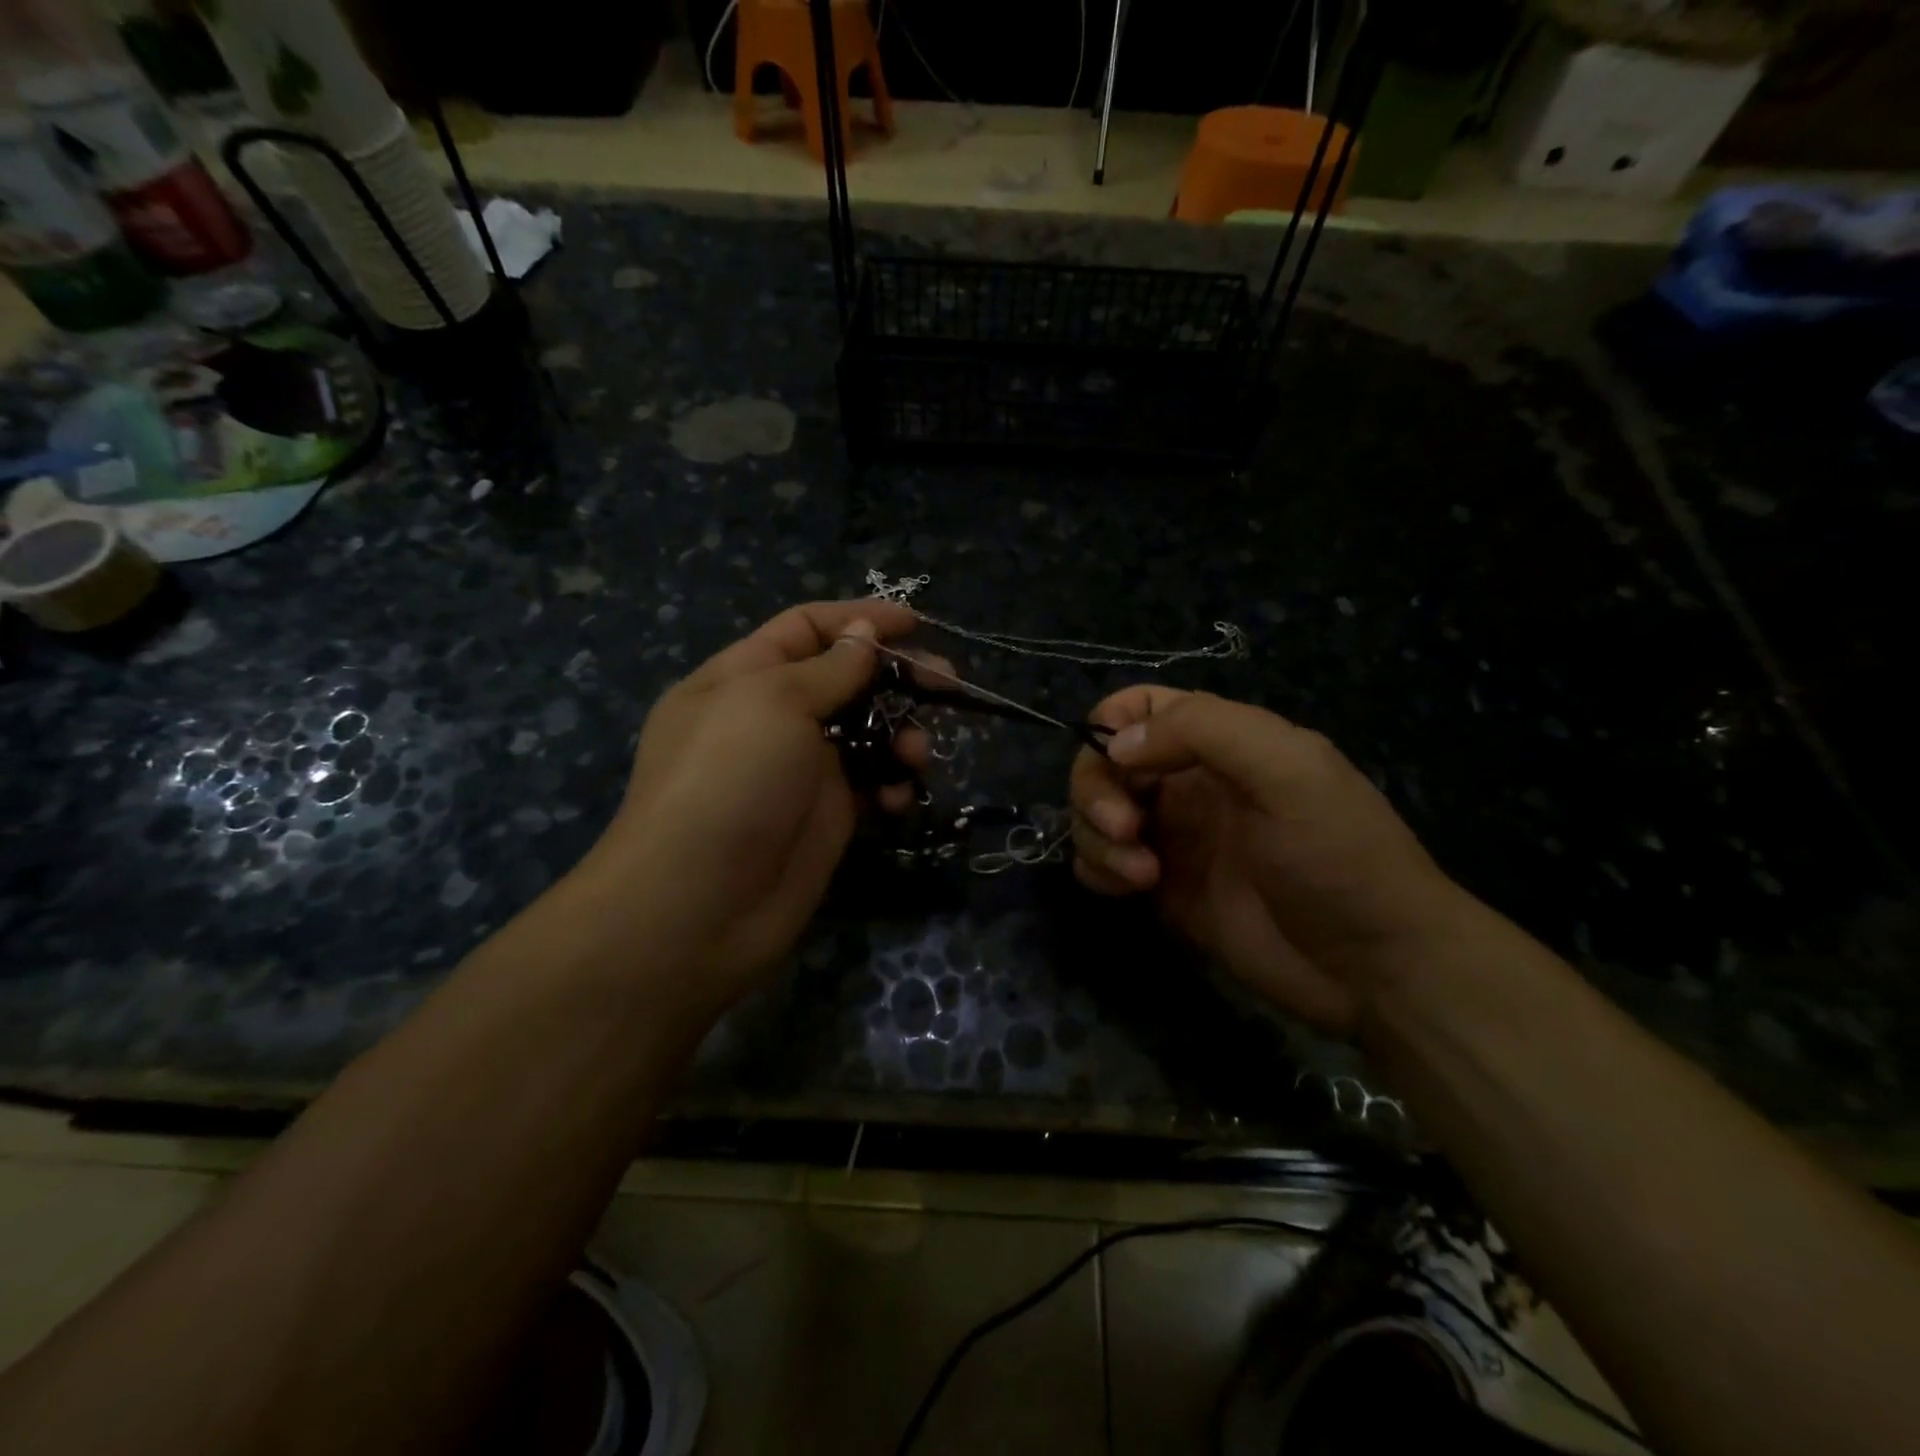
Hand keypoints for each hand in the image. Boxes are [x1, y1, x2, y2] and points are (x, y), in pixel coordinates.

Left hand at [581, 599, 926, 1014]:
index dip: (857, 620)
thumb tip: (862, 633)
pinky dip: (891, 785)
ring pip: (867, 734)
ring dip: (902, 735)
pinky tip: (898, 799)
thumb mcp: (773, 702)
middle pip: (846, 680)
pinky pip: (872, 785)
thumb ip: (829, 668)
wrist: (702, 904)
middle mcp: (772, 719)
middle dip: (896, 677)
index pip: (805, 628)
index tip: (915, 623)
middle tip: (946, 684)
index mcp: (743, 678)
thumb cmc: (729, 780)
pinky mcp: (827, 816)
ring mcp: (802, 770)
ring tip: (917, 755)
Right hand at [1070, 688, 1465, 1034]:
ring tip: (1143, 875)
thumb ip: (1203, 731)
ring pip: (1094, 814)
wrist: (1372, 966)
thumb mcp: (1288, 770)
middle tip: (1125, 829)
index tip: (1117, 762)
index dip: (1111, 724)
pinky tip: (1132, 889)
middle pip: (1103, 762)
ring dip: (1096, 837)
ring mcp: (1170, 837)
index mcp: (1220, 743)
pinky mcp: (1160, 889)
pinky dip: (1098, 870)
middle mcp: (1186, 783)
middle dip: (1096, 790)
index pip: (1139, 707)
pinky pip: (1100, 864)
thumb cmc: (1339, 856)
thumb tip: (1117, 745)